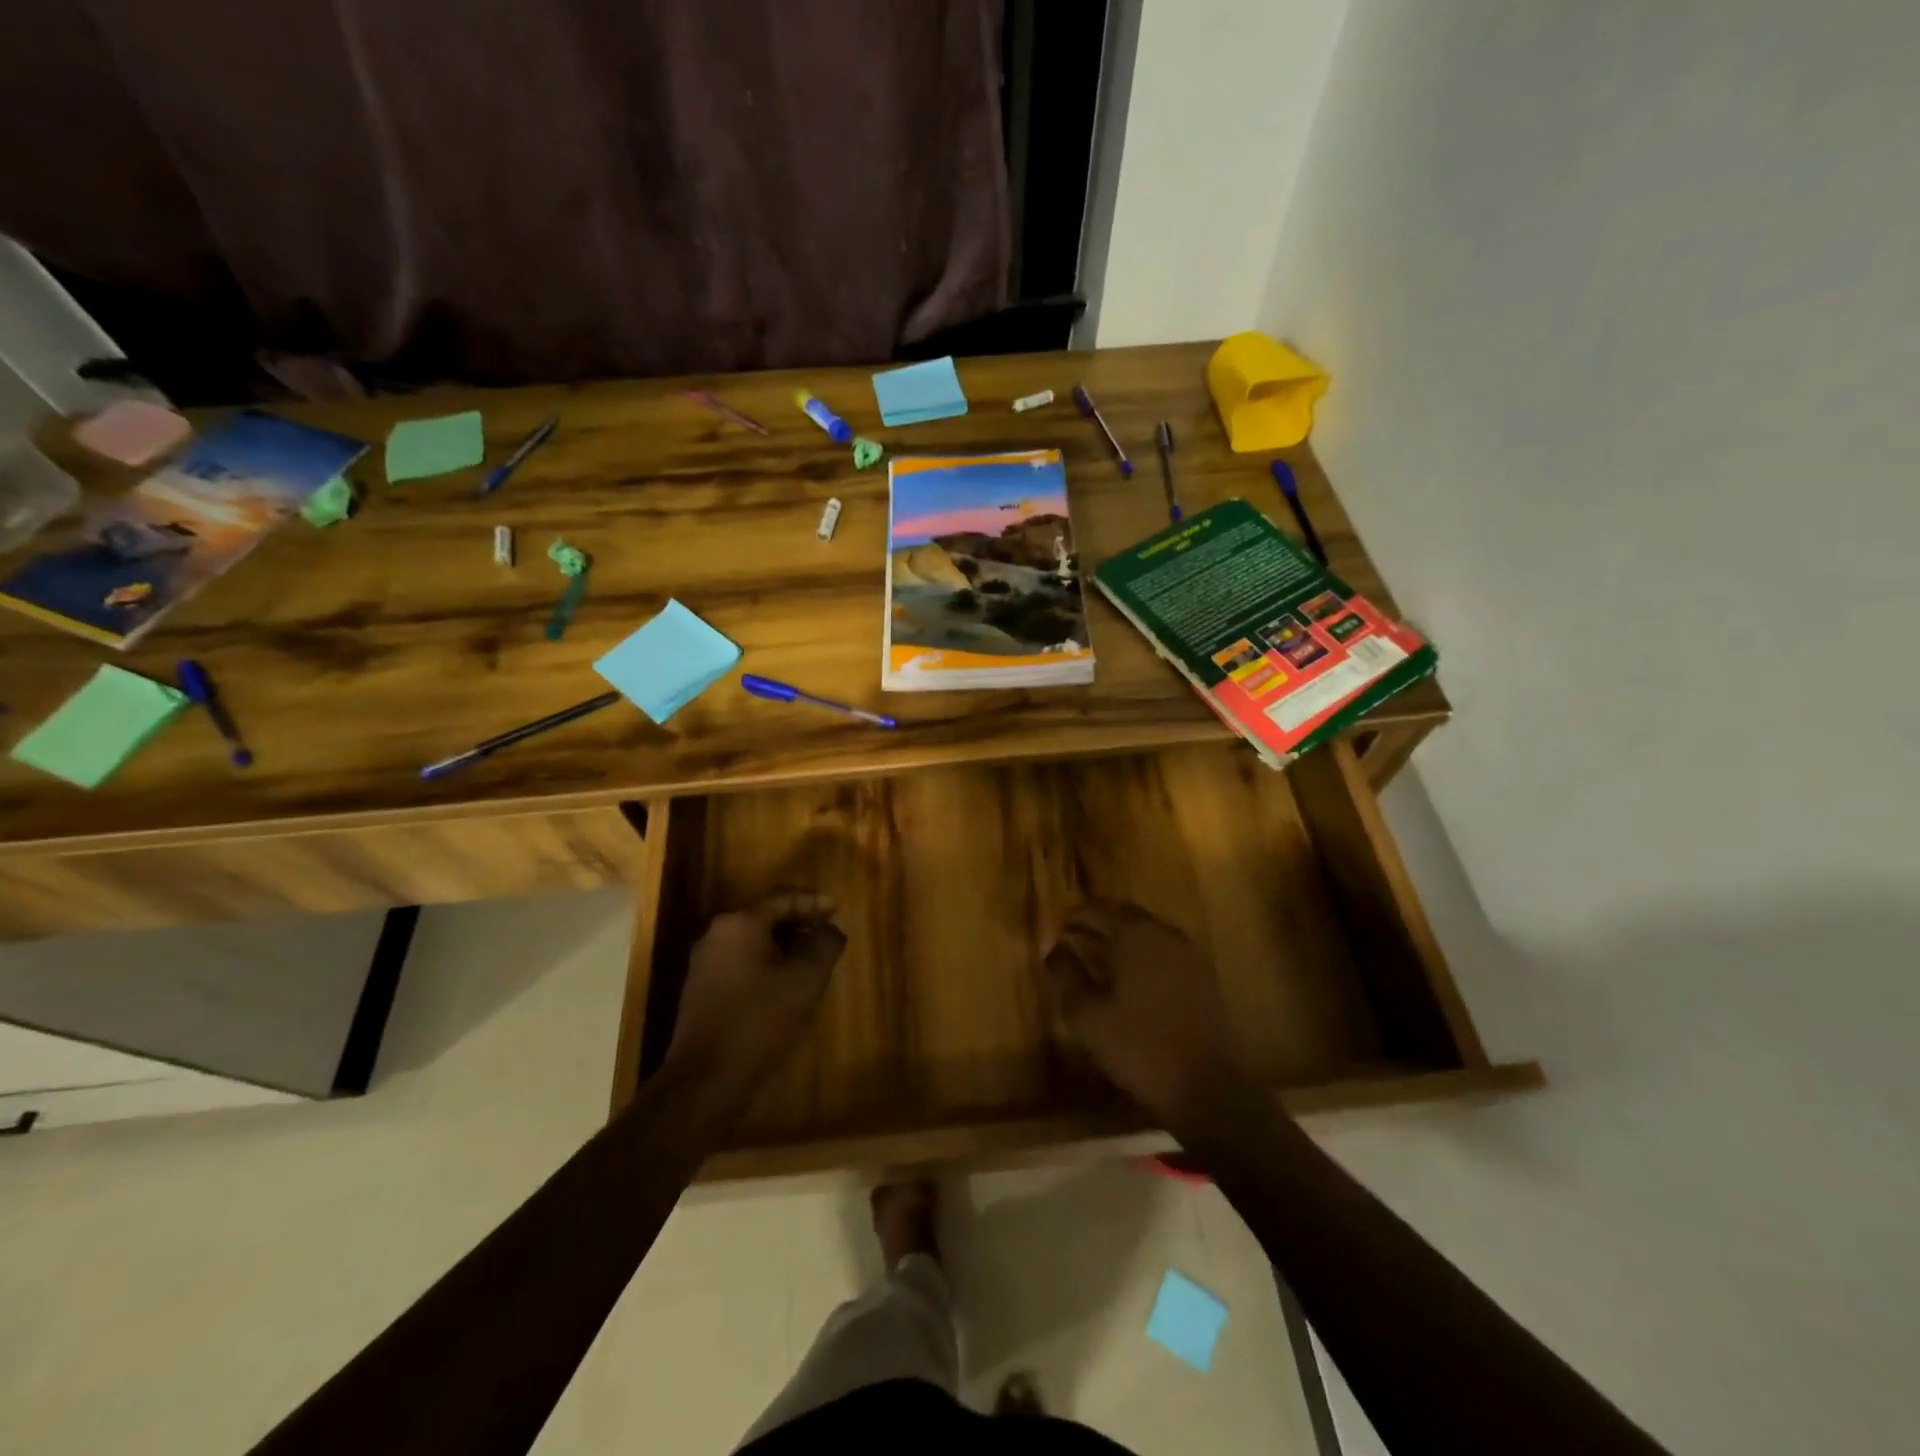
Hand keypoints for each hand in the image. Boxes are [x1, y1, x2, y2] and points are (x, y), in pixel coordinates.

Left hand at [667, 892, 845, 1095]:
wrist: (706, 1078)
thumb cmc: (761, 1019)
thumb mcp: (807, 978)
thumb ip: (824, 943)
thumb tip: (830, 928)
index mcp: (740, 922)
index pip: (783, 898)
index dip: (814, 902)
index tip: (837, 910)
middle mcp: (717, 934)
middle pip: (765, 916)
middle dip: (799, 923)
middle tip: (826, 933)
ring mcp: (705, 962)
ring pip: (753, 941)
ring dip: (783, 945)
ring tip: (811, 960)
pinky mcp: (701, 989)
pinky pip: (741, 962)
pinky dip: (766, 964)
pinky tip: (783, 985)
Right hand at [1041, 899, 1256, 1128]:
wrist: (1210, 1088)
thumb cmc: (1140, 1047)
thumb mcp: (1087, 1016)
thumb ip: (1066, 976)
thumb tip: (1054, 949)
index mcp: (1134, 934)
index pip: (1097, 909)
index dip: (1073, 916)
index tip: (1056, 928)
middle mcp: (1164, 933)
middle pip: (1125, 914)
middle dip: (1098, 921)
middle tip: (1075, 937)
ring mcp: (1189, 954)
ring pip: (1148, 931)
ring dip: (1123, 937)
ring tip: (1099, 956)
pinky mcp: (1204, 977)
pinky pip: (1165, 950)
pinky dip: (1144, 954)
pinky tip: (1132, 977)